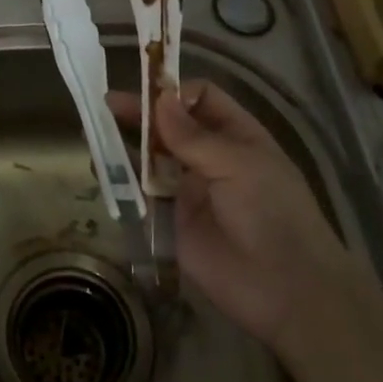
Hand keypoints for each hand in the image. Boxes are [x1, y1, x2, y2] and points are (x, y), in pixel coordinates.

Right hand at [109, 81, 350, 358]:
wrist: (285, 290)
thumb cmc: (272, 213)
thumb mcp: (238, 165)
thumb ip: (193, 136)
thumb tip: (159, 99)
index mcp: (236, 135)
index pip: (200, 98)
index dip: (174, 92)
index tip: (145, 91)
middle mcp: (210, 156)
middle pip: (170, 125)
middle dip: (142, 114)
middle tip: (107, 106)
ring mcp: (189, 189)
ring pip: (152, 157)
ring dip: (127, 144)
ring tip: (97, 134)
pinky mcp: (171, 220)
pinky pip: (143, 194)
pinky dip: (123, 180)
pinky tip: (103, 170)